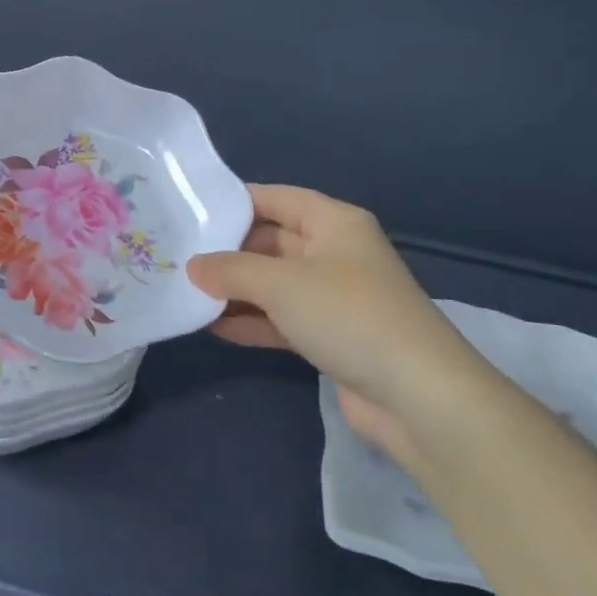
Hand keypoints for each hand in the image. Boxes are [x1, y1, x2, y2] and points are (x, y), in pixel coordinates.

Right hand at [187, 185, 491, 458]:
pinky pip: (281, 319)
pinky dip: (252, 321)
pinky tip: (213, 327)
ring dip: (235, 290)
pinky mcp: (331, 336)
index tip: (189, 211)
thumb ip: (231, 270)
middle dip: (228, 251)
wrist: (419, 397)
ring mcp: (333, 297)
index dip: (234, 202)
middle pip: (271, 241)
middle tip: (177, 256)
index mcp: (334, 222)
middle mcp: (334, 253)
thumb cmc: (349, 316)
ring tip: (185, 291)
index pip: (275, 198)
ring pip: (274, 283)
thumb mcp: (281, 284)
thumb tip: (192, 266)